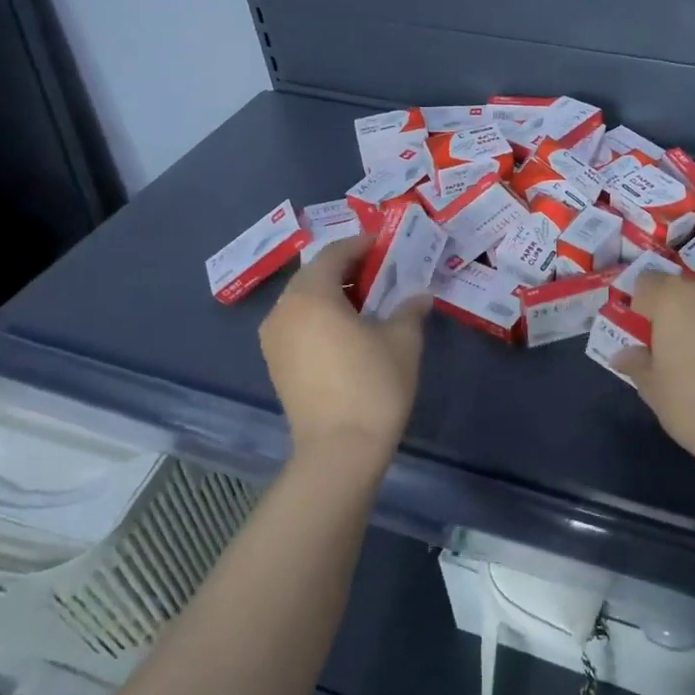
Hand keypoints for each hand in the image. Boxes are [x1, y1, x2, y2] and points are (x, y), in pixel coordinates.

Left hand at [257, 237, 428, 466]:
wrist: (340, 450)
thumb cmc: (373, 384)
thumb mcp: (403, 340)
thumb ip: (409, 309)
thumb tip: (420, 295)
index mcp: (311, 296)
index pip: (334, 253)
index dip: (362, 244)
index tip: (386, 244)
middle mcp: (283, 311)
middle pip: (314, 275)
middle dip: (347, 268)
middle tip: (381, 271)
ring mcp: (274, 340)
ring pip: (304, 301)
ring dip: (333, 293)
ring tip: (368, 300)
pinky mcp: (276, 365)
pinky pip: (298, 324)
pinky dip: (321, 317)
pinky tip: (349, 330)